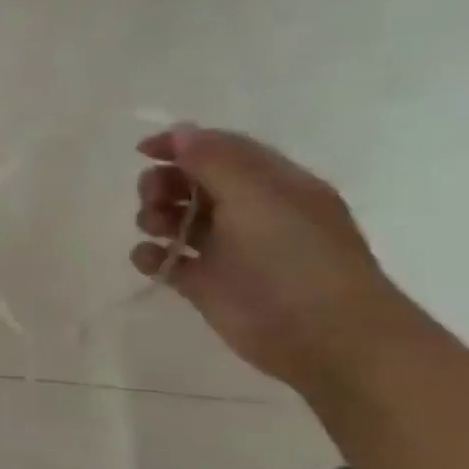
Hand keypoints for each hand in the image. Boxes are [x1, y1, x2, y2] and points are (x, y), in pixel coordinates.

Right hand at [133, 125, 412, 393]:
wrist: (324, 336)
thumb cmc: (296, 258)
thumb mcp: (258, 197)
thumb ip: (215, 161)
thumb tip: (179, 132)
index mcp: (273, 186)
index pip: (222, 151)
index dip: (182, 145)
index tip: (143, 150)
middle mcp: (250, 213)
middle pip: (192, 184)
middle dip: (164, 184)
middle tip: (153, 198)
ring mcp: (227, 251)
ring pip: (176, 220)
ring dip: (154, 216)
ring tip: (155, 229)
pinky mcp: (206, 284)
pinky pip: (167, 261)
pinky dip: (151, 257)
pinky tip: (151, 259)